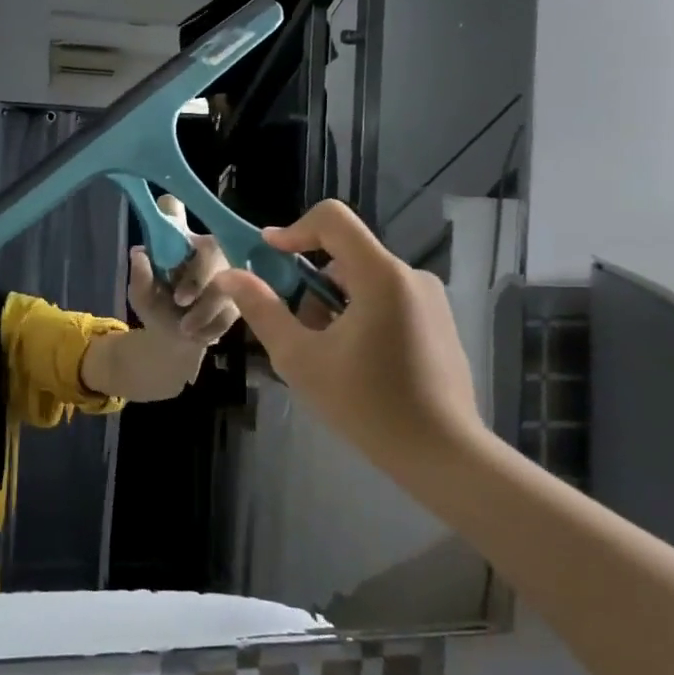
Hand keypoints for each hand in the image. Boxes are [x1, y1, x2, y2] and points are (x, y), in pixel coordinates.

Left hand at [126, 195, 240, 345]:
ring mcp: (230, 267)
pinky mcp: (246, 292)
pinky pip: (232, 305)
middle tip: (180, 300)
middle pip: (211, 248)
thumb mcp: (142, 296)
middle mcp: (206, 246)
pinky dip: (213, 324)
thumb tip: (139, 252)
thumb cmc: (158, 308)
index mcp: (177, 241)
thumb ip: (140, 277)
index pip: (173, 211)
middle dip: (197, 278)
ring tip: (185, 328)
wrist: (179, 342)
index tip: (168, 206)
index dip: (172, 209)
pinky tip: (200, 333)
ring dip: (204, 309)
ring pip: (225, 282)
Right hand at [213, 200, 482, 467]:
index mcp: (380, 275)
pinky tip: (356, 365)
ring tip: (325, 356)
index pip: (332, 219)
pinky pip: (385, 300)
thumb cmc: (366, 404)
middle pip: (343, 256)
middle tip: (295, 331)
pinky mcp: (438, 322)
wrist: (443, 456)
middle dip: (309, 286)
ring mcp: (430, 300)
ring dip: (332, 305)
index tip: (268, 258)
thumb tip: (230, 275)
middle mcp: (410, 276)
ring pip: (362, 281)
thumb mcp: (300, 358)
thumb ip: (262, 309)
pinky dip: (358, 316)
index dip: (293, 230)